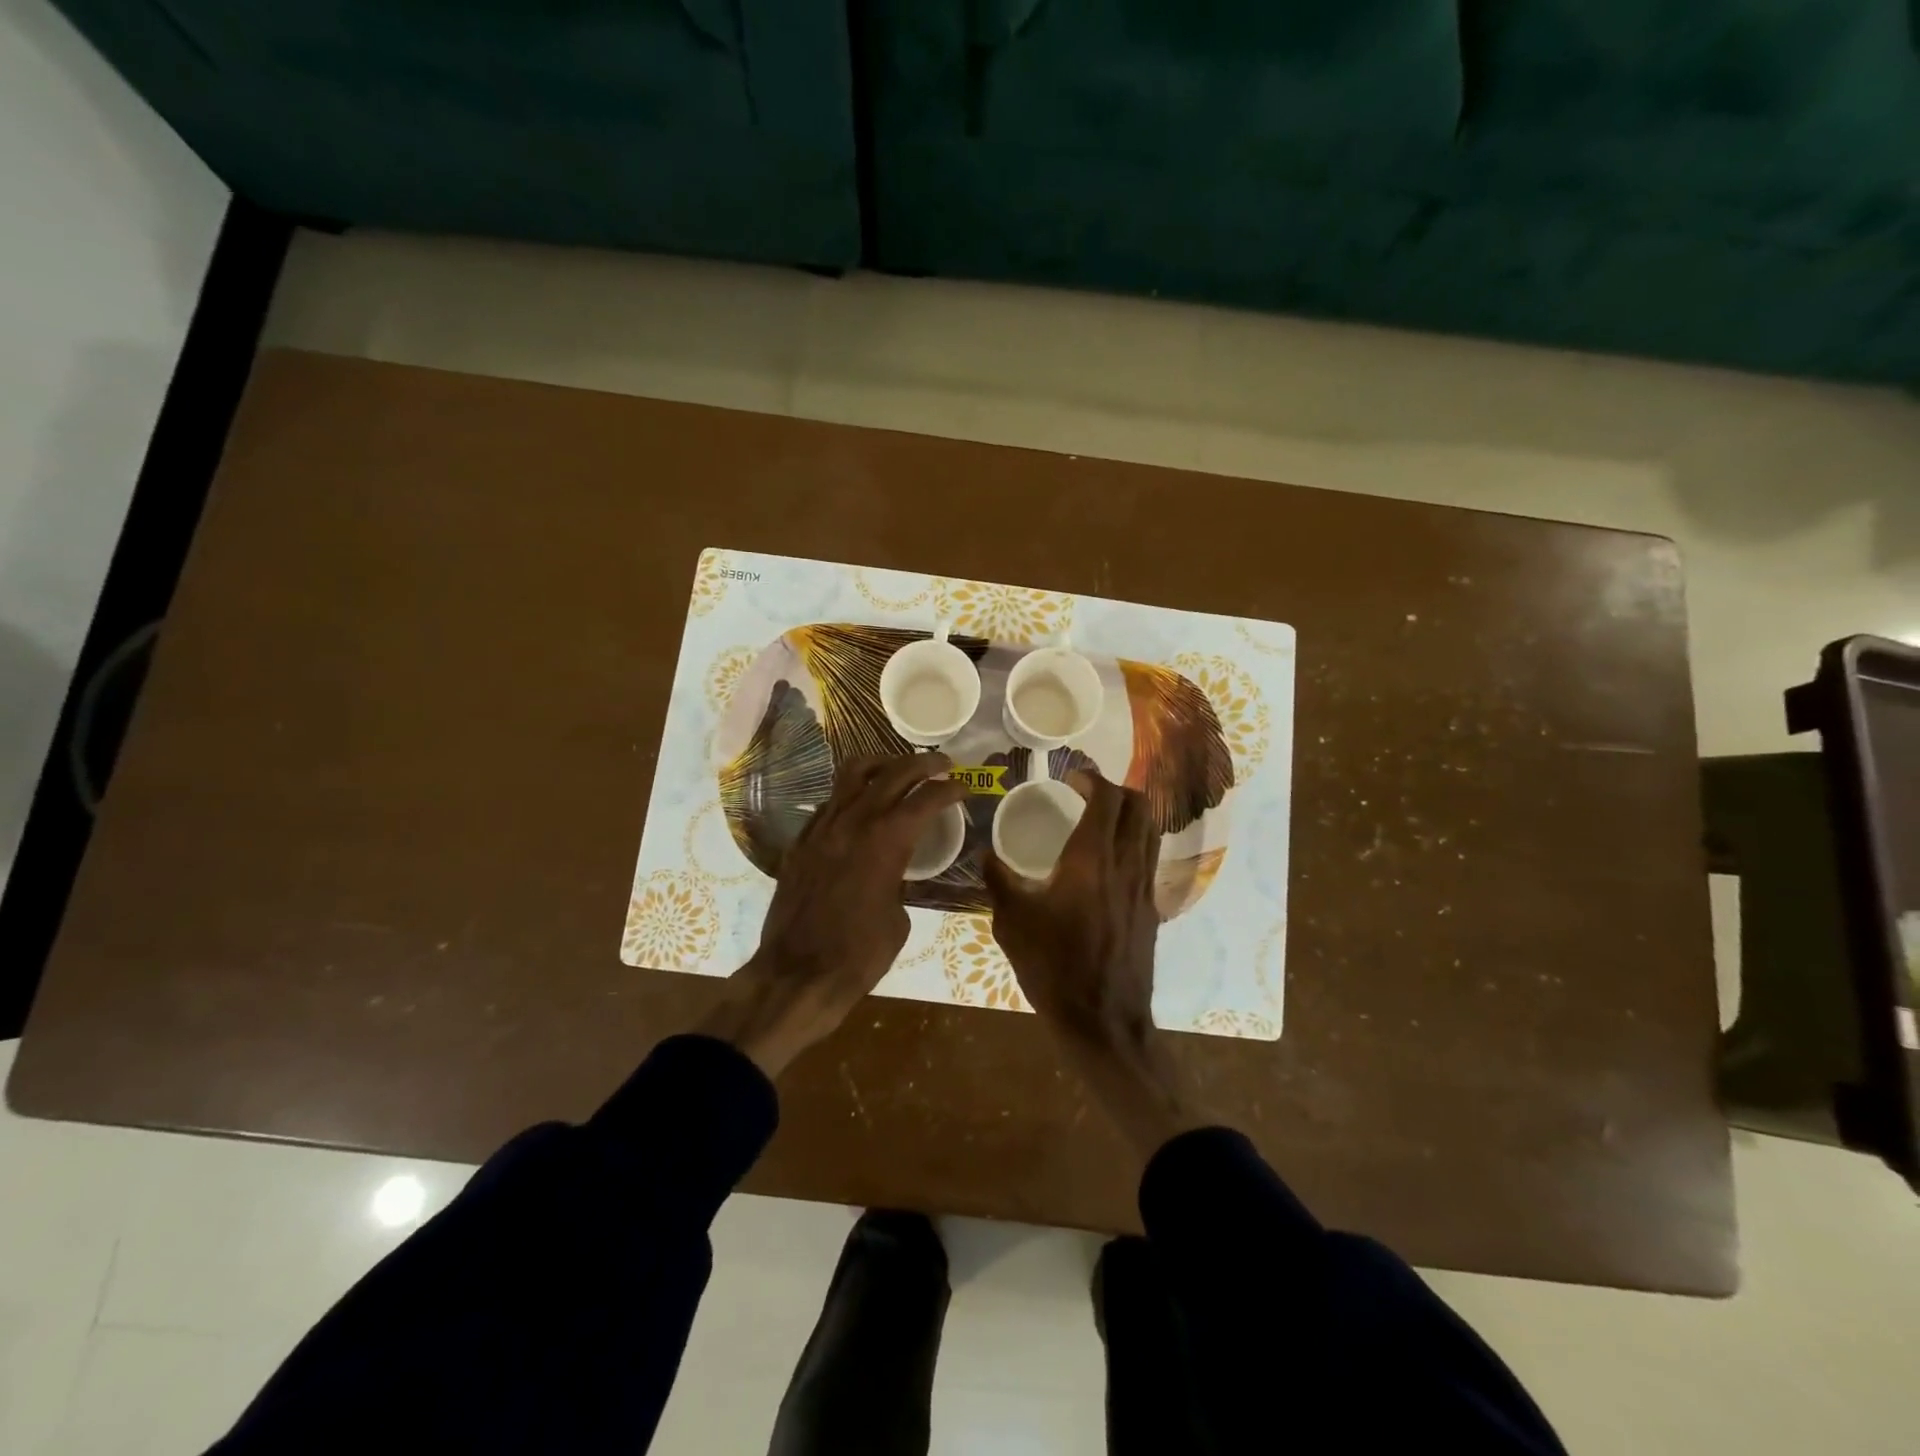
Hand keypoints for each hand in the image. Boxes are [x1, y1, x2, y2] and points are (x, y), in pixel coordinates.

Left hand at [698, 753, 966, 1075]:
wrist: (798, 974)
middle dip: (923, 764)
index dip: (950, 789)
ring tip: (898, 770)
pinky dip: (852, 794)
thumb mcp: (899, 917)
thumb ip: (900, 879)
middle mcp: (854, 821)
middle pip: (893, 772)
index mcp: (887, 840)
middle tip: (942, 765)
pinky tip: (861, 808)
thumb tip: (895, 870)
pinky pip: (830, 802)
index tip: (964, 787)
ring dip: (882, 765)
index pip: (926, 797)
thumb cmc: (860, 954)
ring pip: (853, 774)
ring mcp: (823, 827)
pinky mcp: (801, 841)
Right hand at [983, 767, 1160, 1044]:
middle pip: (1138, 806)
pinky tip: (1108, 860)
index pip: (1106, 799)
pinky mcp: (1150, 908)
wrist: (1102, 1020)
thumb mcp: (1012, 922)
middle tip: (1088, 793)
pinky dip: (1133, 841)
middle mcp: (1125, 864)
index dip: (1092, 779)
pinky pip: (1148, 857)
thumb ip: (997, 881)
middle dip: (1116, 789)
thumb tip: (983, 853)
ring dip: (1129, 813)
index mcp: (1090, 859)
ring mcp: (1144, 886)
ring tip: (1101, 819)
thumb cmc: (1053, 966)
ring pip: (1150, 830)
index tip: (1071, 777)